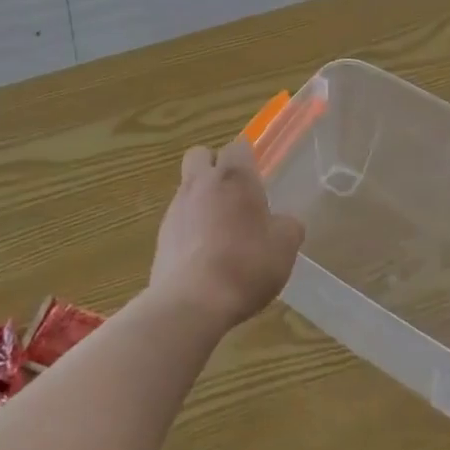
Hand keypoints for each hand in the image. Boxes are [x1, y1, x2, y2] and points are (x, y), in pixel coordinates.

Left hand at [149, 138, 304, 331]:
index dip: (248, 159)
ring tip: (222, 234)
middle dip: (214, 167)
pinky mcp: (161, 237)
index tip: (258, 180)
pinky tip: (206, 257)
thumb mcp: (285, 246)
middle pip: (200, 155)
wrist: (193, 303)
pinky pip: (178, 220)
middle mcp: (200, 183)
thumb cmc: (246, 264)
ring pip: (187, 188)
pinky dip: (190, 230)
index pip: (238, 146)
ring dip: (202, 200)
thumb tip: (284, 222)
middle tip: (234, 195)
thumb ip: (288, 225)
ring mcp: (176, 209)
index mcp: (234, 176)